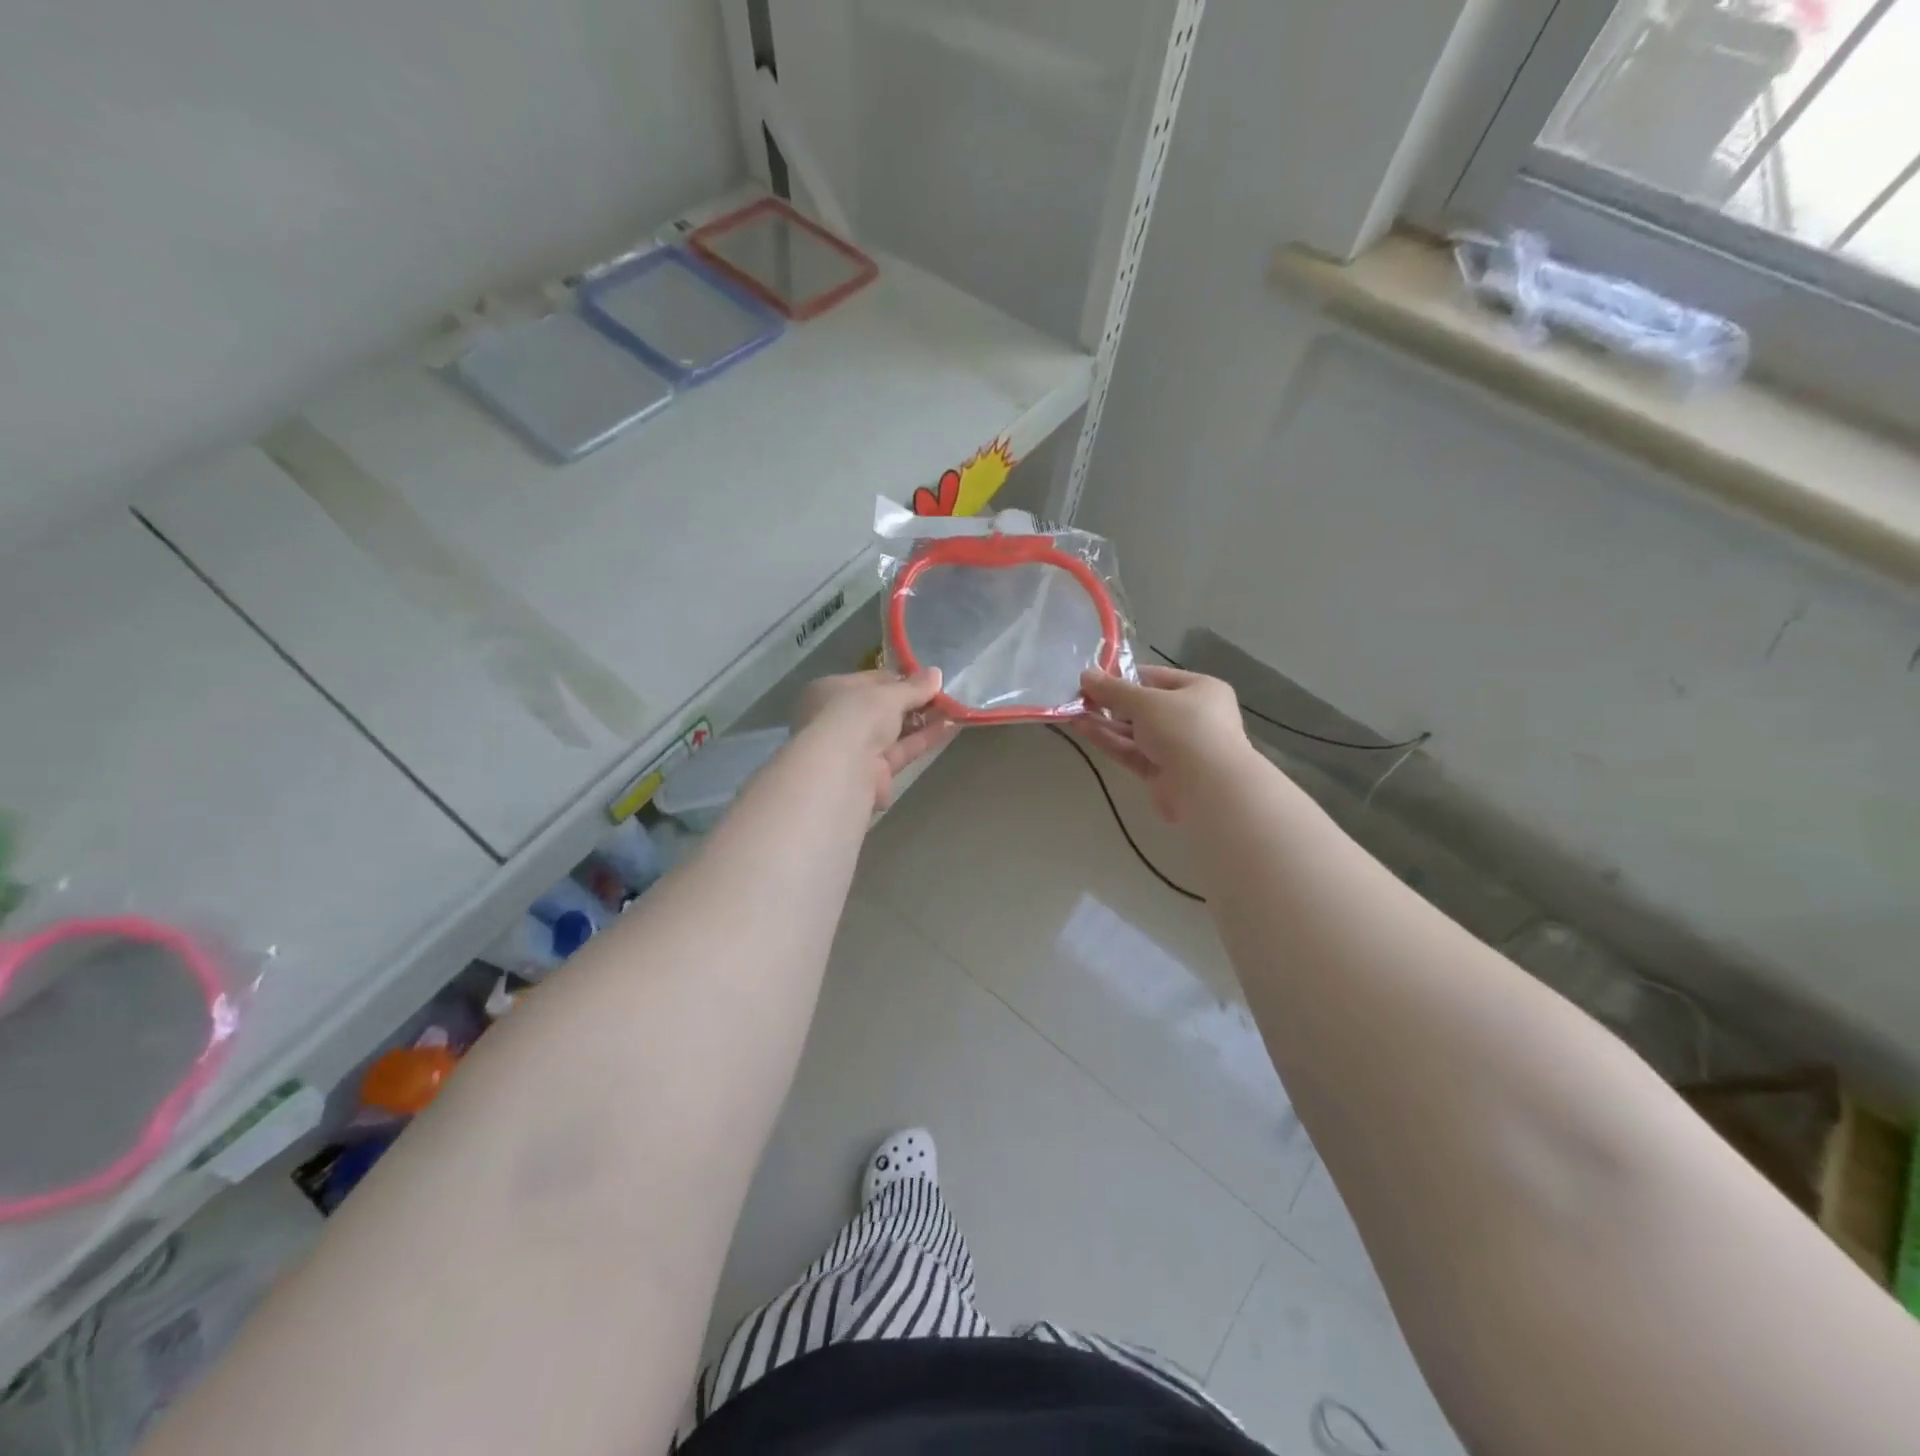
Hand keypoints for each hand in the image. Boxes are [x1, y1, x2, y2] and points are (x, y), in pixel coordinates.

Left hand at [794, 669, 957, 807]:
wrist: (842, 770)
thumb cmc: (856, 716)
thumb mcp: (888, 695)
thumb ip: (913, 687)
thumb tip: (936, 674)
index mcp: (831, 691)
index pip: (869, 681)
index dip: (899, 679)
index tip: (926, 678)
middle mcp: (839, 719)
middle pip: (882, 708)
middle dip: (913, 701)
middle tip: (943, 694)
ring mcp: (855, 749)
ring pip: (894, 732)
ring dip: (922, 720)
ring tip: (954, 709)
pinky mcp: (873, 774)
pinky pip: (902, 751)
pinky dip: (924, 739)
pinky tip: (950, 727)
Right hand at [1072, 665, 1251, 821]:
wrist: (1209, 788)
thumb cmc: (1185, 729)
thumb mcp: (1146, 702)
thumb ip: (1113, 690)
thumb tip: (1085, 675)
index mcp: (1201, 690)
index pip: (1157, 677)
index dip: (1126, 677)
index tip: (1095, 678)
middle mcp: (1193, 717)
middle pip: (1145, 706)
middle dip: (1112, 703)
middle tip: (1079, 697)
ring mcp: (1178, 748)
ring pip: (1136, 731)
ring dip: (1106, 722)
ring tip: (1073, 713)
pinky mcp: (1163, 773)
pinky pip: (1133, 752)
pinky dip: (1110, 741)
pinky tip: (1083, 729)